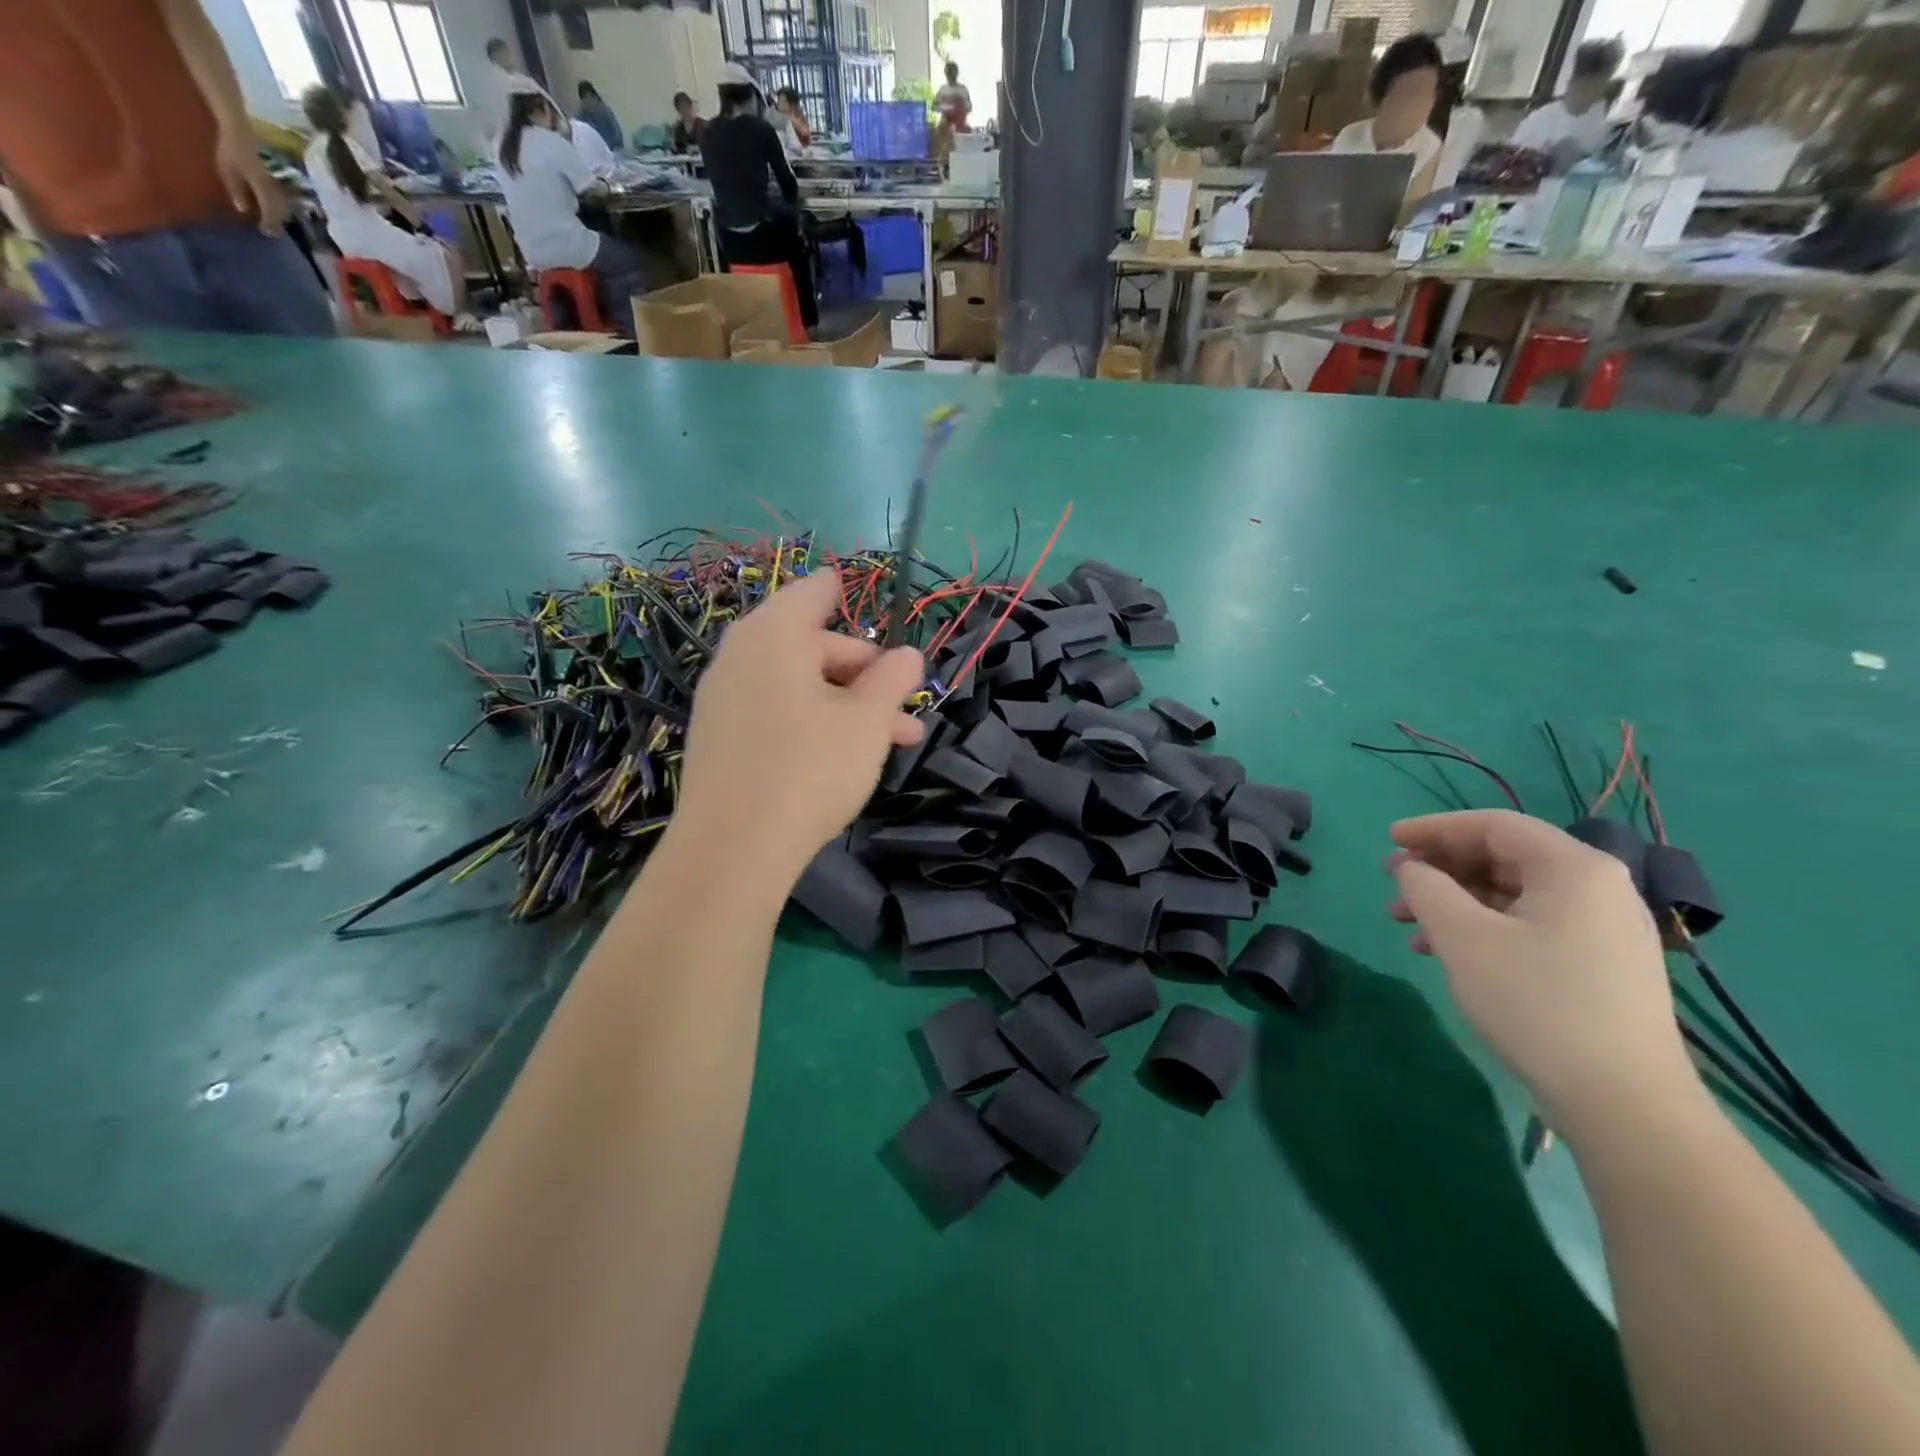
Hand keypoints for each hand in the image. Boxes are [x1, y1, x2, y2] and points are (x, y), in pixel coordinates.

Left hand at [216, 131, 286, 233]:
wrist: (239, 131)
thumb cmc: (230, 150)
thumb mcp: (227, 170)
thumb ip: (236, 191)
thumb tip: (243, 210)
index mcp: (261, 187)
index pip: (269, 210)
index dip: (269, 222)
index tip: (267, 233)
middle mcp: (272, 188)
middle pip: (279, 210)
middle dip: (277, 222)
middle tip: (273, 233)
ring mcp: (273, 183)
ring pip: (282, 205)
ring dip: (280, 216)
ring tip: (275, 223)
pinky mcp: (272, 179)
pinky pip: (279, 198)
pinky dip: (277, 206)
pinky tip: (273, 208)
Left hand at [676, 571, 923, 883]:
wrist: (733, 849)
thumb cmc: (810, 767)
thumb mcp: (868, 721)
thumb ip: (893, 680)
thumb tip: (909, 655)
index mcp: (775, 633)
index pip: (815, 592)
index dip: (847, 593)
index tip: (874, 608)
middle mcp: (742, 655)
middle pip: (813, 645)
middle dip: (866, 673)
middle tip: (905, 707)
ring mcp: (725, 699)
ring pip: (799, 686)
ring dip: (849, 705)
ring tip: (897, 742)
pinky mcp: (719, 739)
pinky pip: (775, 713)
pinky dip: (813, 722)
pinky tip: (845, 758)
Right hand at [1387, 810, 1695, 1138]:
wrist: (1624, 1103)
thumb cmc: (1536, 1003)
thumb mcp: (1462, 937)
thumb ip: (1425, 887)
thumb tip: (1410, 868)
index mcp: (1574, 868)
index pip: (1493, 825)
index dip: (1433, 828)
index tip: (1388, 841)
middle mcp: (1597, 888)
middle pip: (1503, 858)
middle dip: (1440, 869)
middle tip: (1393, 886)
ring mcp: (1604, 930)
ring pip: (1512, 895)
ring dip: (1454, 901)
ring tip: (1407, 924)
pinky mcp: (1601, 966)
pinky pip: (1529, 925)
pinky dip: (1482, 928)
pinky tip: (1443, 952)